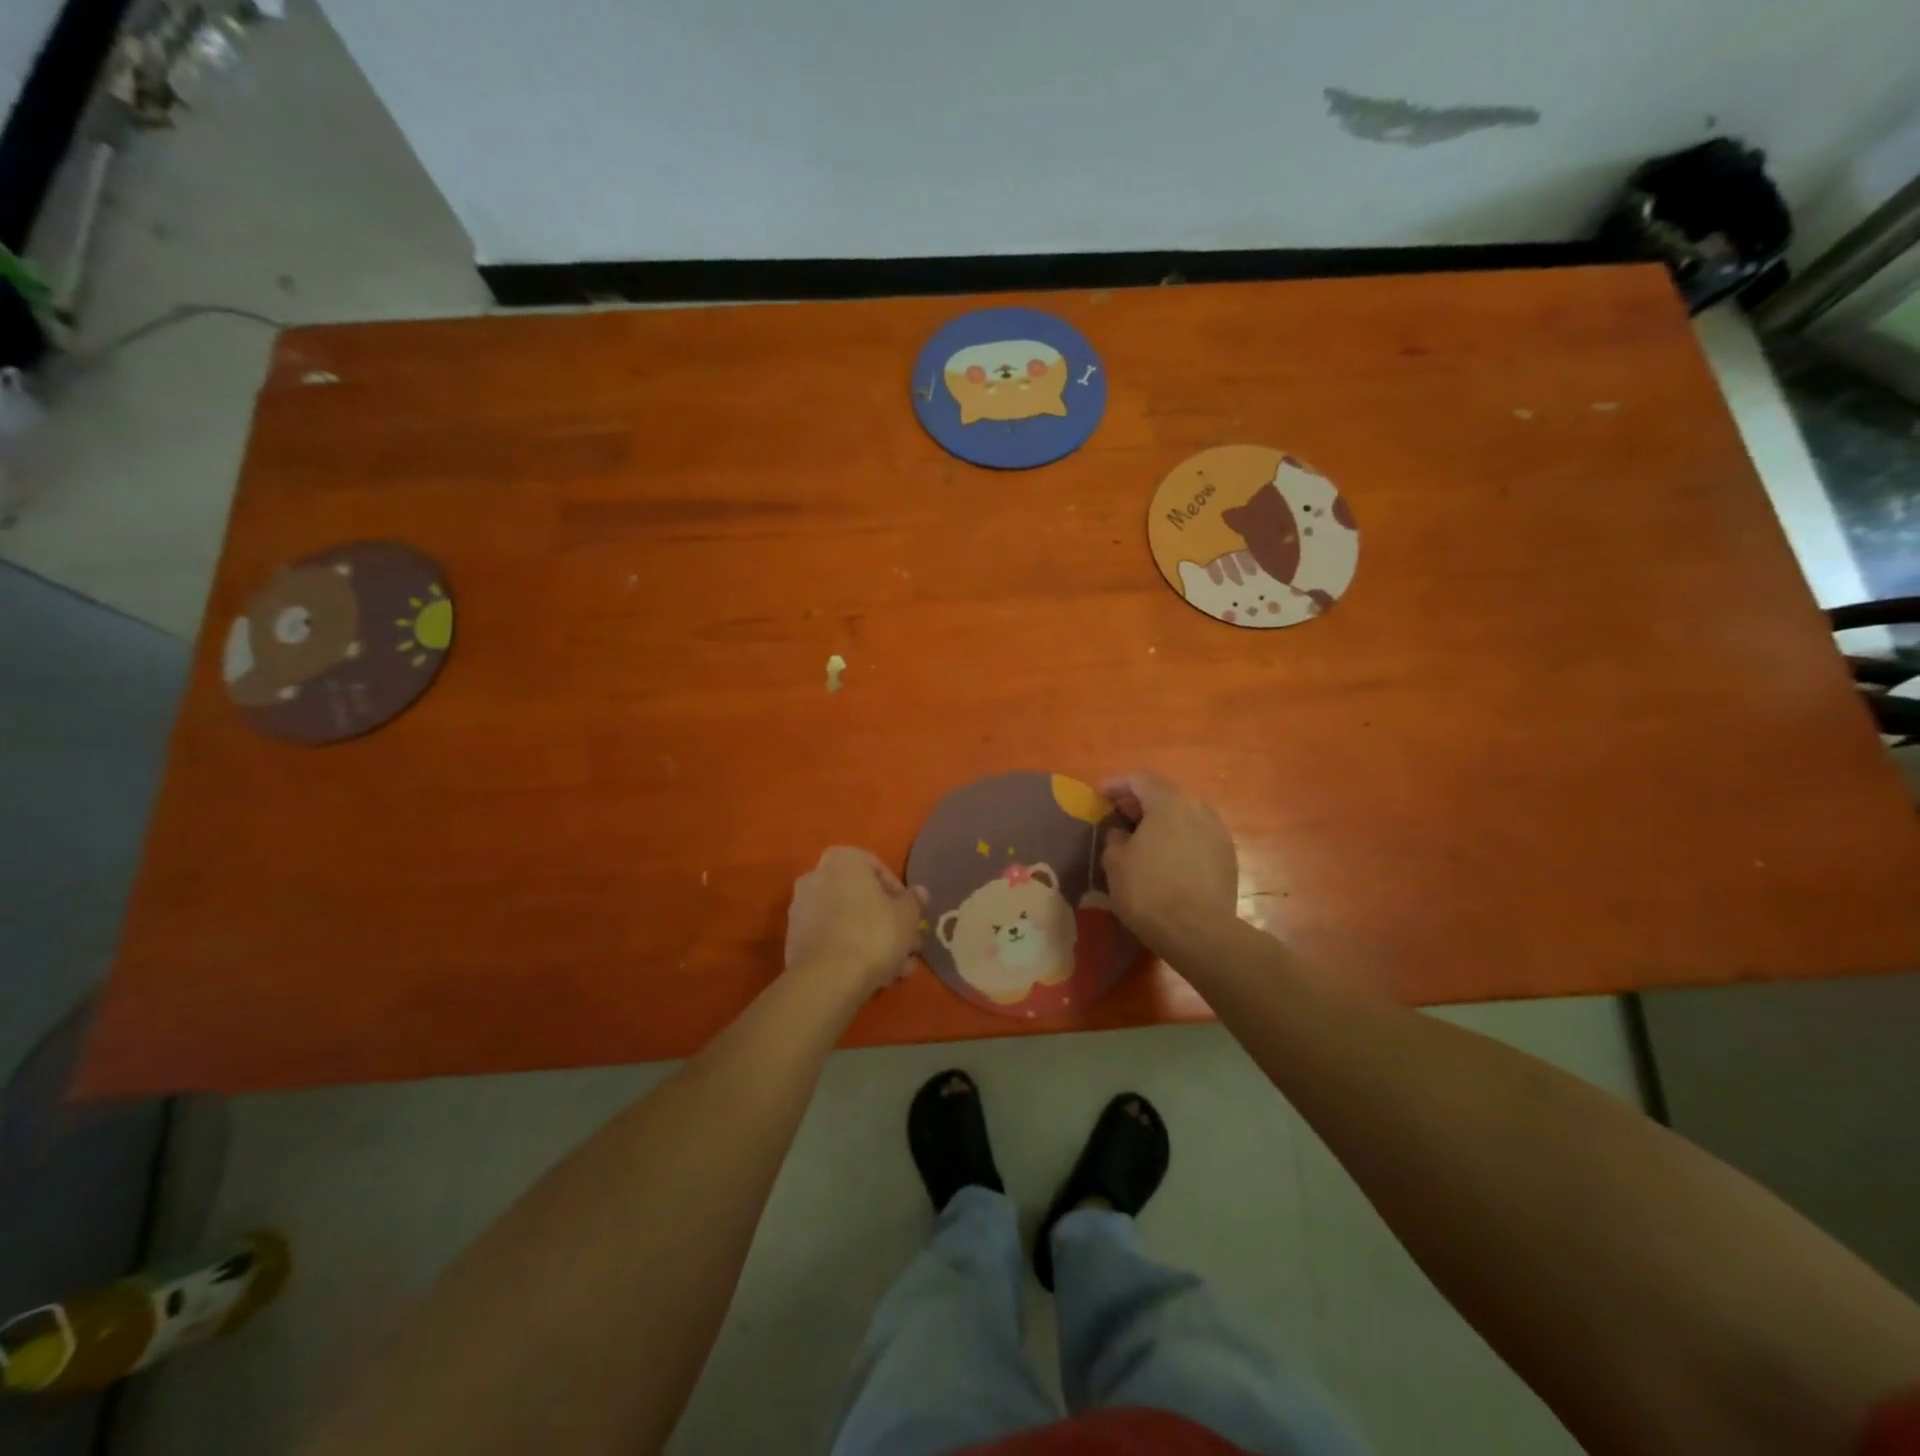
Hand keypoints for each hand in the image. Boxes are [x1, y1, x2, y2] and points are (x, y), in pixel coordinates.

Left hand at [784, 847, 926, 995]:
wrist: (828, 978)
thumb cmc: (874, 933)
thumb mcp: (907, 916)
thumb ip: (914, 901)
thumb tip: (918, 892)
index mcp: (842, 860)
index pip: (878, 868)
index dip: (899, 894)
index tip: (911, 915)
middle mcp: (816, 876)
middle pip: (862, 898)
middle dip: (888, 923)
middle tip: (908, 946)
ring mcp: (801, 909)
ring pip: (848, 921)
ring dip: (874, 942)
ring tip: (897, 970)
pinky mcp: (794, 940)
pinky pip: (831, 939)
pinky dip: (851, 951)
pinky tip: (874, 976)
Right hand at [1100, 770, 1238, 955]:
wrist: (1200, 932)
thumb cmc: (1149, 891)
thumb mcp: (1115, 863)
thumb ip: (1115, 838)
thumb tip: (1122, 833)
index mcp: (1168, 802)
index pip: (1139, 779)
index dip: (1116, 784)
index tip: (1099, 796)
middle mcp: (1198, 808)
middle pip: (1165, 794)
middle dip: (1140, 802)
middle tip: (1119, 816)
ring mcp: (1217, 832)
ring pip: (1185, 815)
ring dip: (1162, 821)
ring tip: (1142, 838)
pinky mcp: (1228, 857)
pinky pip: (1197, 836)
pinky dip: (1179, 838)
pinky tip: (1166, 858)